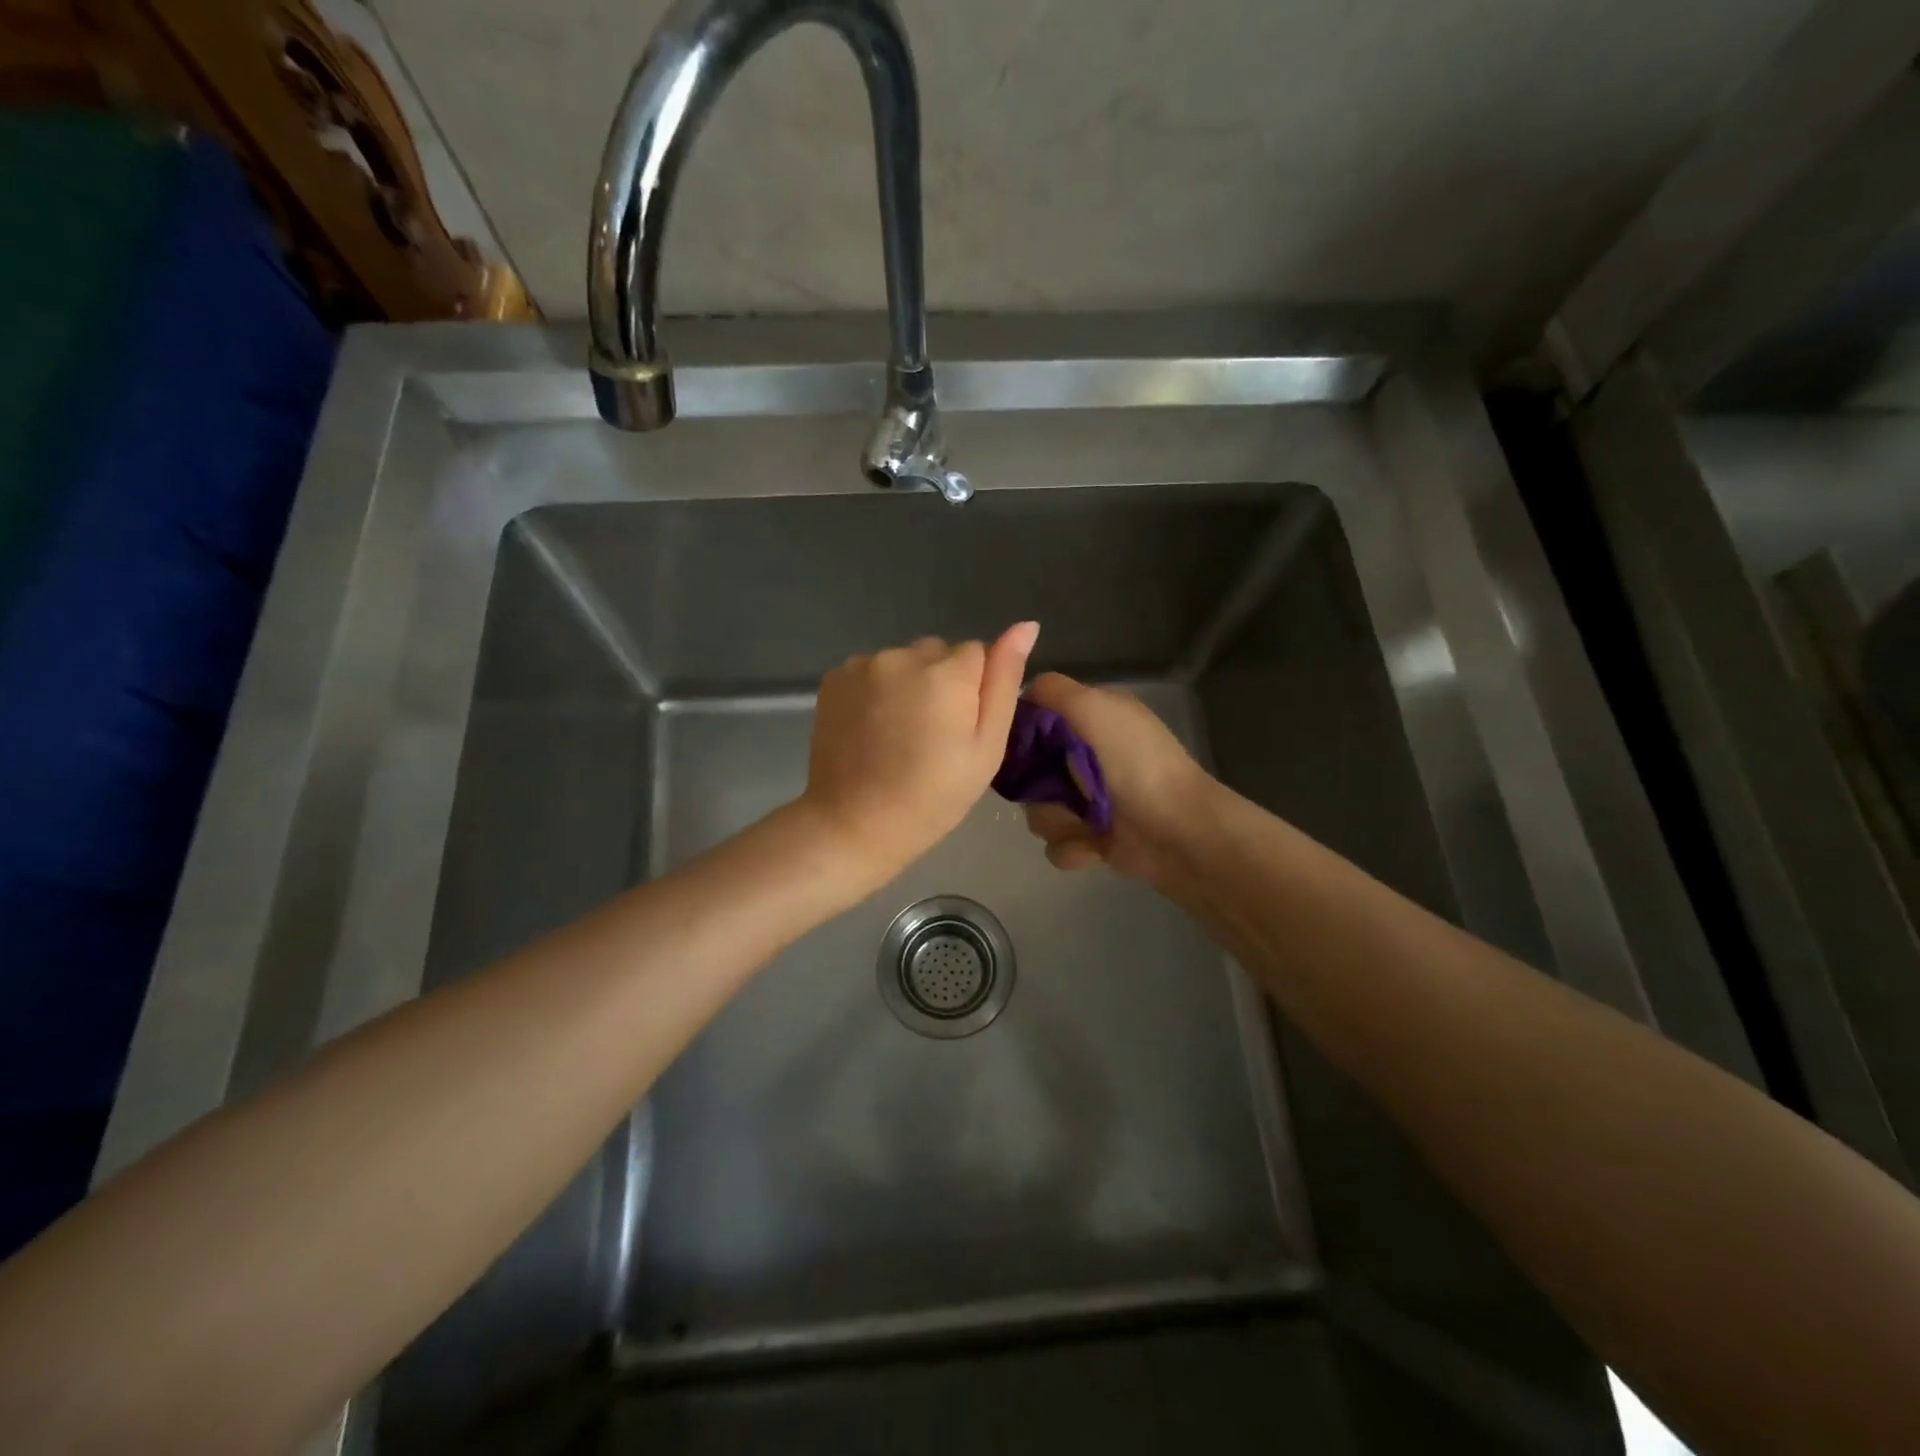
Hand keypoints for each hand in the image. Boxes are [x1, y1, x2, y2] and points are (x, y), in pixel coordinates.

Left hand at [799, 623, 1039, 891]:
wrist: (854, 824)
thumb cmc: (933, 796)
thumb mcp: (986, 747)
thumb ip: (1004, 681)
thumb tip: (1026, 625)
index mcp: (948, 672)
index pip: (978, 653)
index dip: (975, 691)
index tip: (961, 730)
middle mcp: (903, 655)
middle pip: (938, 652)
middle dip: (942, 681)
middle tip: (932, 735)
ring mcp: (864, 664)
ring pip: (904, 660)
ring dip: (908, 684)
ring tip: (899, 734)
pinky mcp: (834, 678)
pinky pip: (872, 670)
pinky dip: (877, 690)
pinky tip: (873, 729)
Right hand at [1019, 673, 1214, 887]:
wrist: (1177, 830)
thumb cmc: (1136, 762)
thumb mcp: (1095, 706)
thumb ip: (1052, 690)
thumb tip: (1022, 693)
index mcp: (1092, 718)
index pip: (1037, 719)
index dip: (1021, 733)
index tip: (1017, 748)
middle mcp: (1087, 755)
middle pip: (1029, 770)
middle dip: (1035, 787)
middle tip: (1053, 791)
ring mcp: (1089, 799)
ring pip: (1037, 810)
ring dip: (1056, 821)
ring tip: (1083, 824)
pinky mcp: (1091, 836)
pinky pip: (1055, 843)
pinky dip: (1072, 847)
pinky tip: (1093, 846)